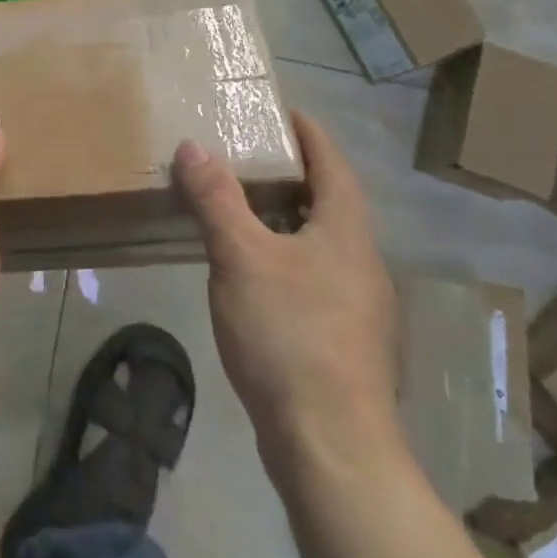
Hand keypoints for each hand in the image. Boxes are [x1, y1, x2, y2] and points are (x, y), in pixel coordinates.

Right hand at [173, 111, 399, 467]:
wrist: (331, 446)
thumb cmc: (290, 336)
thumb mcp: (241, 257)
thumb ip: (216, 199)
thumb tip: (194, 146)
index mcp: (346, 232)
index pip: (333, 163)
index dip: (308, 132)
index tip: (279, 111)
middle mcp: (362, 263)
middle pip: (329, 202)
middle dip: (291, 175)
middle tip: (243, 157)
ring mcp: (358, 307)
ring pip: (320, 244)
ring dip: (285, 219)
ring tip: (239, 210)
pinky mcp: (345, 344)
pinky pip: (313, 279)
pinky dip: (284, 259)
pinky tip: (252, 277)